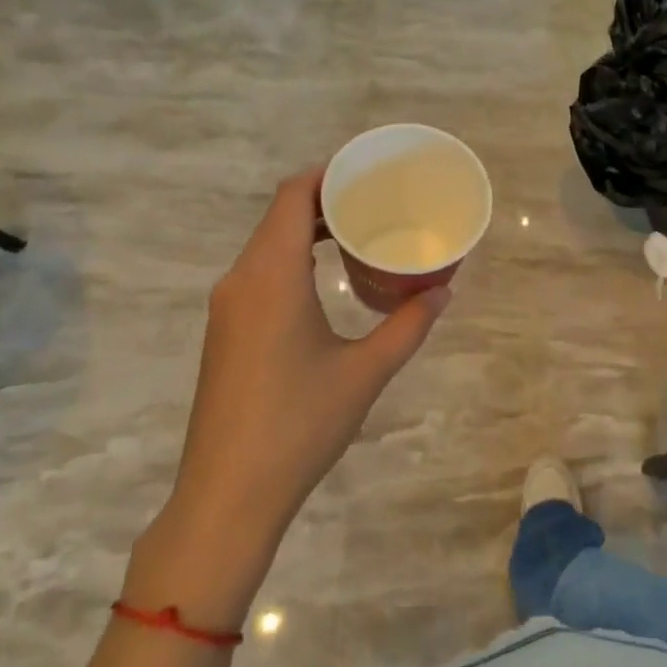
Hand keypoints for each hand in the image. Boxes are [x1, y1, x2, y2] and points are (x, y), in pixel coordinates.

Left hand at [134, 168, 449, 610]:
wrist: (227, 494)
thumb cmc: (299, 426)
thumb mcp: (364, 373)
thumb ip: (407, 326)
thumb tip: (441, 292)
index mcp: (271, 276)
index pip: (292, 196)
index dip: (326, 174)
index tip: (366, 172)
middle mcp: (241, 279)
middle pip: (278, 215)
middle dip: (323, 200)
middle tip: (374, 202)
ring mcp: (227, 306)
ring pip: (266, 244)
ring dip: (305, 230)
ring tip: (355, 234)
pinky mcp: (224, 331)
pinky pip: (258, 272)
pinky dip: (291, 259)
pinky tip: (323, 279)